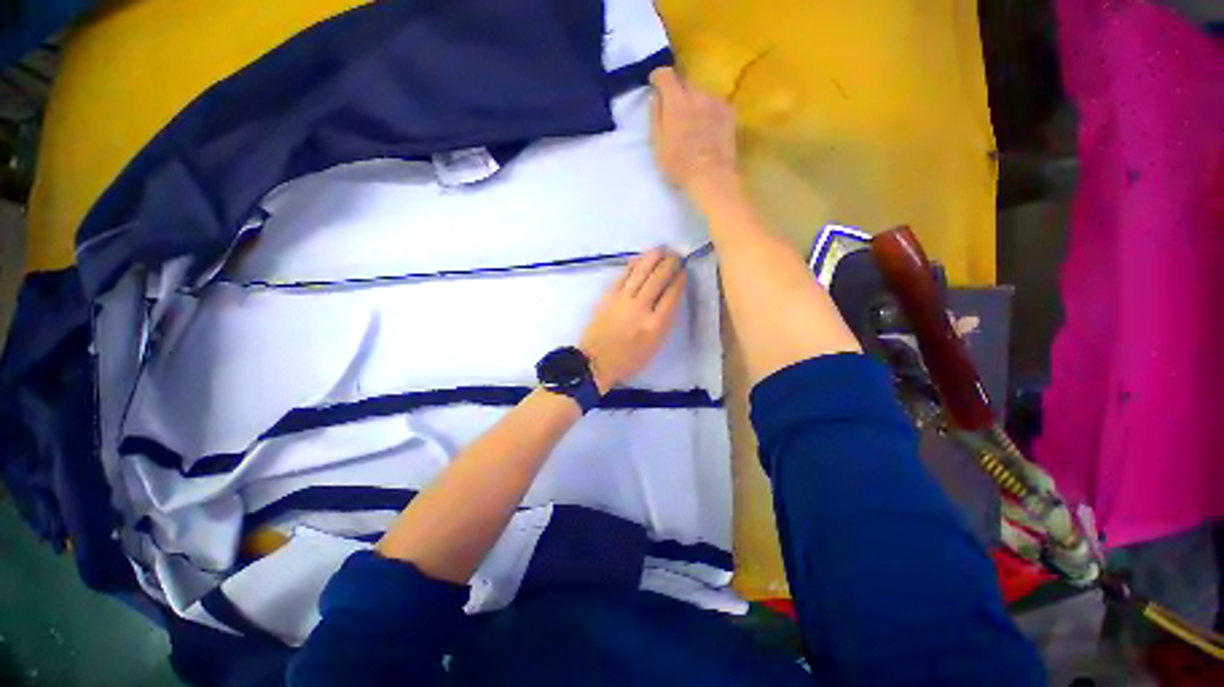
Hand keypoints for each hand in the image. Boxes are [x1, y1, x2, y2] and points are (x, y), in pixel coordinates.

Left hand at [580, 249, 687, 392]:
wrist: (595, 362)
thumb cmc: (628, 360)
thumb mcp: (655, 347)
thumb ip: (664, 322)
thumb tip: (669, 297)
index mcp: (656, 325)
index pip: (672, 294)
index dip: (680, 279)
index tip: (684, 270)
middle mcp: (641, 308)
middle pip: (659, 278)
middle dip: (670, 263)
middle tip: (676, 255)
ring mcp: (623, 300)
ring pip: (641, 272)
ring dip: (654, 257)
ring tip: (662, 249)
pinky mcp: (608, 296)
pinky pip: (624, 275)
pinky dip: (634, 264)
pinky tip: (640, 258)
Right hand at [650, 67, 740, 207]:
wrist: (711, 176)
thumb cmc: (679, 165)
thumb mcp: (658, 145)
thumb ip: (655, 117)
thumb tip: (655, 97)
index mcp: (676, 101)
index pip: (666, 74)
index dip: (658, 76)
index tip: (655, 83)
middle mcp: (697, 94)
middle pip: (685, 81)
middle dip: (677, 90)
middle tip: (674, 108)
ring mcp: (716, 102)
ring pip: (701, 93)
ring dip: (694, 101)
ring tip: (693, 121)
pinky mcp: (729, 112)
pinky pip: (715, 103)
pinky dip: (709, 110)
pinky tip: (708, 128)